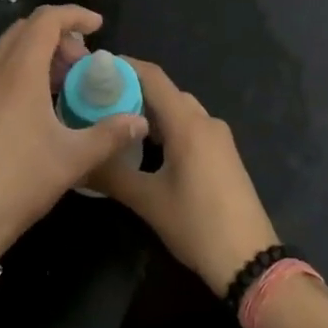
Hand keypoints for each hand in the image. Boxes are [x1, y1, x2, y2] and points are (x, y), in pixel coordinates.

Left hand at [0, 6, 147, 253]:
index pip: (46, 20)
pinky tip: (33, 105)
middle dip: (58, 36)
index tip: (98, 27)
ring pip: (7, 49)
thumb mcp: (72, 159)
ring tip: (62, 84)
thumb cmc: (19, 182)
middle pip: (26, 30)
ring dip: (37, 54)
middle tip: (82, 64)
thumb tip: (139, 121)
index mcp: (19, 72)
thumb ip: (110, 134)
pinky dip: (18, 70)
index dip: (74, 15)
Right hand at [88, 60, 278, 294]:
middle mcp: (206, 121)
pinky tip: (147, 147)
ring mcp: (219, 138)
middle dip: (133, 91)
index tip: (95, 68)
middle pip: (166, 93)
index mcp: (188, 124)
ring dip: (151, 112)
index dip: (125, 67)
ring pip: (179, 111)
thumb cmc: (197, 225)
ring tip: (116, 122)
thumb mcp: (148, 201)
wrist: (250, 261)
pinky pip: (191, 127)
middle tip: (99, 100)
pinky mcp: (224, 155)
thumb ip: (111, 175)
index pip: (153, 77)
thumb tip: (77, 162)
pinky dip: (167, 127)